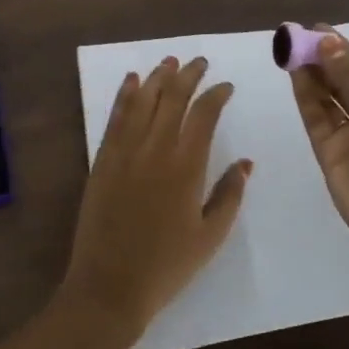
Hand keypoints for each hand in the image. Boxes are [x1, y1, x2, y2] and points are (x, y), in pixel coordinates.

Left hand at [60, 55, 251, 348]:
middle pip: (173, 97)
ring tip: (170, 61)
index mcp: (186, 167)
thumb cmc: (166, 266)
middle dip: (188, 75)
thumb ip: (229, 194)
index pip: (204, 114)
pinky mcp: (103, 159)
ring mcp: (125, 151)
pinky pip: (116, 117)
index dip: (216, 94)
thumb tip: (246, 162)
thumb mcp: (210, 236)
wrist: (109, 287)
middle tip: (199, 62)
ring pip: (143, 100)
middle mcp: (155, 149)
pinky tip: (132, 80)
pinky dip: (126, 94)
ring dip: (158, 77)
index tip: (226, 86)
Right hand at [289, 31, 348, 268]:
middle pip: (341, 80)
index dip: (341, 49)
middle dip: (322, 58)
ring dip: (310, 73)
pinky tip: (294, 73)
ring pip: (325, 96)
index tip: (317, 28)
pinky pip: (314, 117)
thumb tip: (327, 41)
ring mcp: (348, 134)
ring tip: (289, 48)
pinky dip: (304, 95)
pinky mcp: (328, 151)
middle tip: (296, 36)